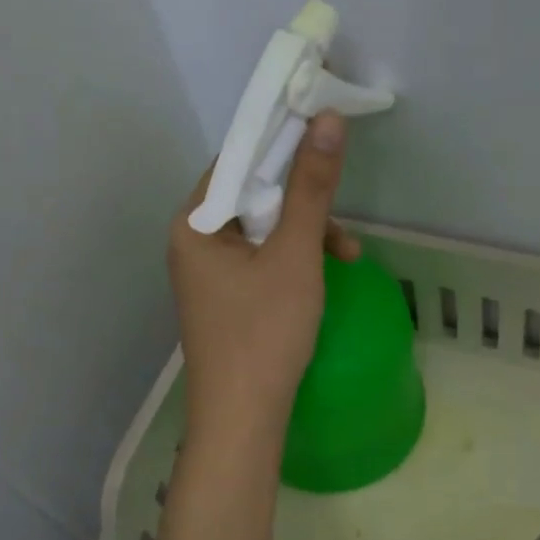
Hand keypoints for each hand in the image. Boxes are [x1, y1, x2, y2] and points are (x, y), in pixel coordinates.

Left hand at [169, 111, 360, 446]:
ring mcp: (208, 272)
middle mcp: (193, 241)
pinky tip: (325, 274)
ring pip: (262, 229)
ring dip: (306, 233)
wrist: (243, 419)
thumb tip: (328, 120)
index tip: (325, 134)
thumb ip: (312, 188)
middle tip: (342, 210)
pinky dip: (293, 260)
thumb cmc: (264, 332)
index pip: (237, 159)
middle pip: (251, 194)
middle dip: (303, 200)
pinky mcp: (226, 297)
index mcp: (194, 223)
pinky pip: (261, 259)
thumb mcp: (294, 254)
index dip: (281, 142)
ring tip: (347, 257)